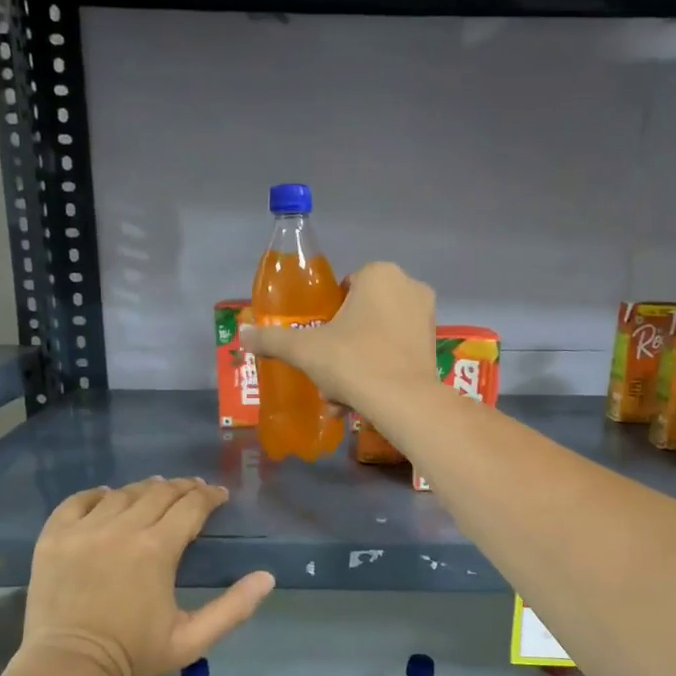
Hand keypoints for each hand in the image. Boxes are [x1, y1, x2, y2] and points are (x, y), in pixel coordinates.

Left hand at [20, 478, 274, 675]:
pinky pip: (78, 501)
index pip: (191, 506)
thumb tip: (266, 577)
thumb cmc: (133, 655)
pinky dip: (97, 494)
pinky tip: (108, 497)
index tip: (219, 496)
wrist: (68, 667)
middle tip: (194, 491)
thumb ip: (233, 608)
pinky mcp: (54, 537)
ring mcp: (84, 530)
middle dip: (183, 488)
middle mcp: (121, 529)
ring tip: (156, 491)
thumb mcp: (193, 640)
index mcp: (157, 549)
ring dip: (145, 489)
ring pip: (122, 493)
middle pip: (159, 492)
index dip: (209, 496)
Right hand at [239, 262, 437, 418]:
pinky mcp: (434, 346)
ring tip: (339, 398)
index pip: (344, 289)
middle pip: (360, 316)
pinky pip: (396, 353)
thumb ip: (272, 339)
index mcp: (379, 274)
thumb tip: (241, 334)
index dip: (328, 317)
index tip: (318, 344)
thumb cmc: (353, 361)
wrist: (404, 402)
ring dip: (355, 366)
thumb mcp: (304, 350)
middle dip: (340, 348)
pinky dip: (378, 372)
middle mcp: (408, 286)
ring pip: (377, 338)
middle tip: (326, 376)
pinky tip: (360, 402)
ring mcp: (425, 316)